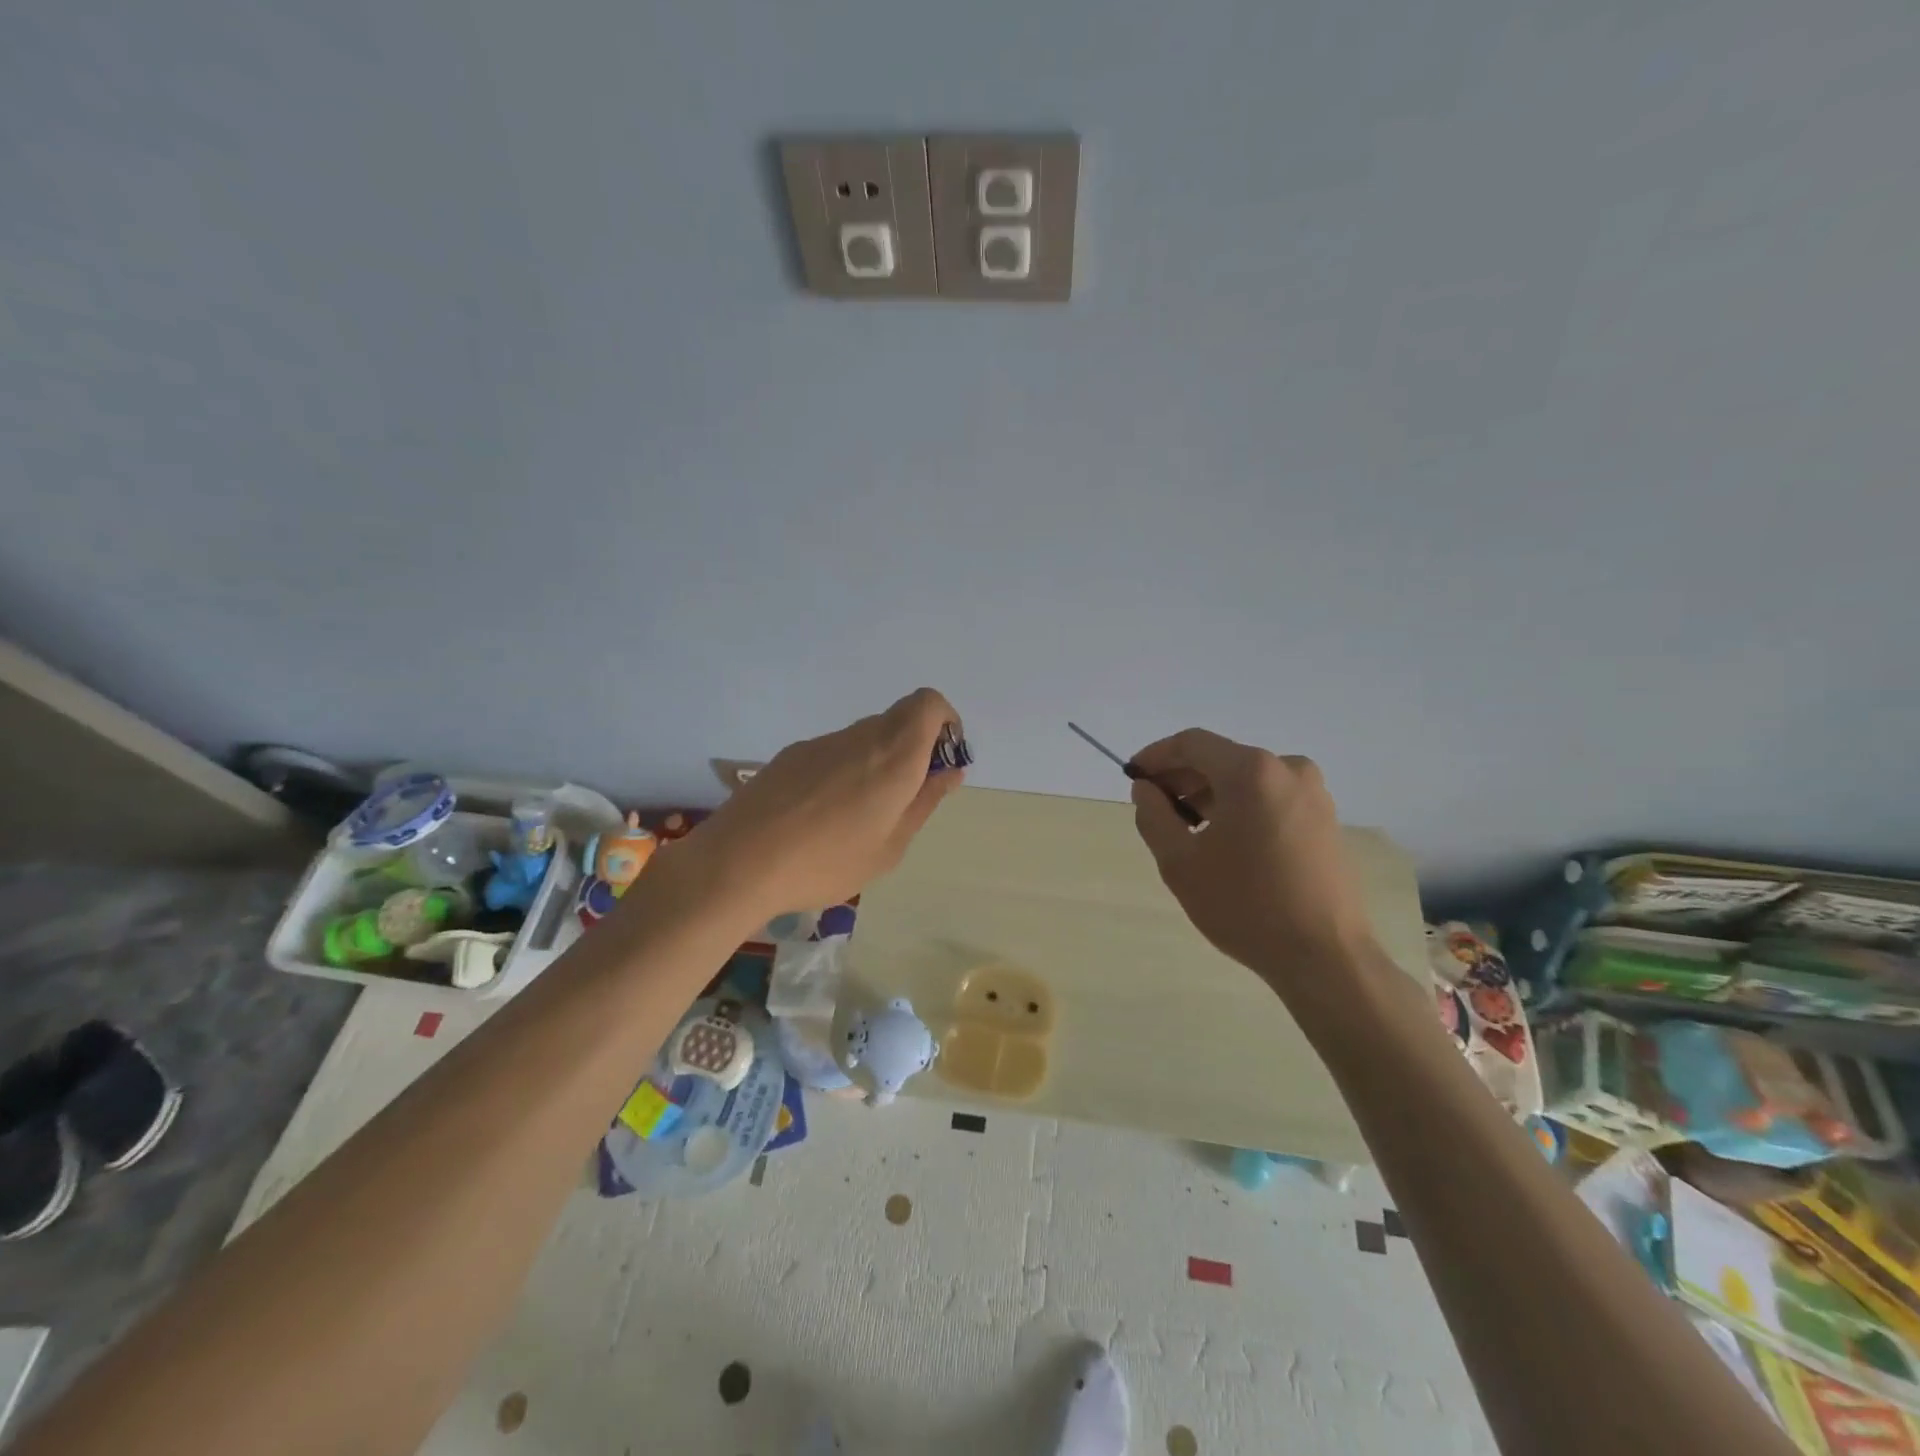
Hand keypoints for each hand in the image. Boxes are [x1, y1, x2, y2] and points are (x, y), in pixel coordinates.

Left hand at [687, 688, 965, 922]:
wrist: (738, 862)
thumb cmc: (827, 862)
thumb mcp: (890, 846)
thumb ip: (924, 802)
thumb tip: (950, 772)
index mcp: (894, 756)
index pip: (929, 704)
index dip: (945, 723)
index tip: (941, 762)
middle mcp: (860, 737)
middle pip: (899, 719)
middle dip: (914, 748)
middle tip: (905, 798)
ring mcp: (821, 743)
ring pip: (865, 737)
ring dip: (877, 762)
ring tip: (859, 816)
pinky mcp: (791, 755)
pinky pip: (834, 752)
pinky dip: (845, 770)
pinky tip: (821, 816)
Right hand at [1129, 729, 1373, 989]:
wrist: (1324, 956)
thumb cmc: (1244, 904)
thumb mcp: (1180, 862)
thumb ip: (1153, 815)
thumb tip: (1146, 789)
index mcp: (1251, 771)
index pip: (1191, 744)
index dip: (1156, 756)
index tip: (1133, 777)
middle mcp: (1288, 769)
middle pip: (1220, 758)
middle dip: (1182, 778)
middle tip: (1155, 807)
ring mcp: (1313, 794)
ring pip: (1246, 779)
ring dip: (1210, 795)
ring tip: (1187, 831)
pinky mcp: (1326, 819)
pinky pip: (1270, 798)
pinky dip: (1240, 808)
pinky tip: (1225, 842)